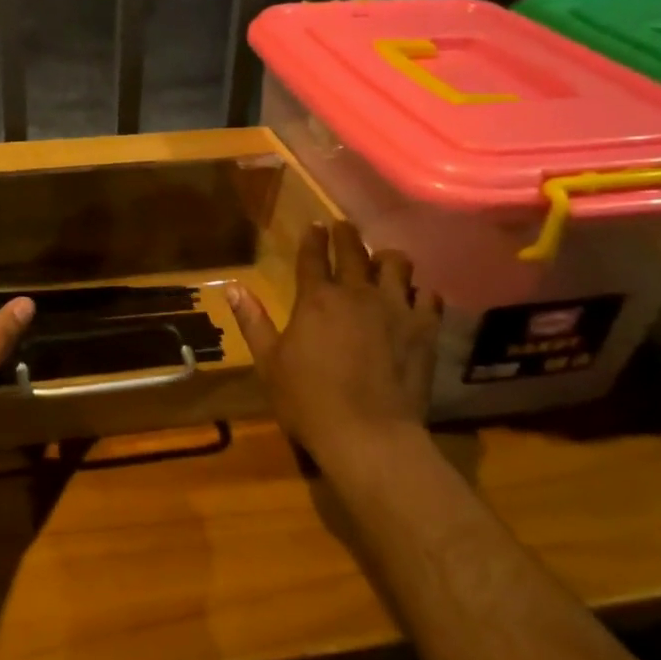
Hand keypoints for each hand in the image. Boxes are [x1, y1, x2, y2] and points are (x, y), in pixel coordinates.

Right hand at [226, 221, 438, 471]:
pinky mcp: (424, 329)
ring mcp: (396, 308)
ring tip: (383, 263)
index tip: (314, 225)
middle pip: (354, 250)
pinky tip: (414, 300)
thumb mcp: (268, 363)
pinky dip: (419, 293)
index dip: (313, 238)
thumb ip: (253, 322)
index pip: (313, 256)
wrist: (368, 434)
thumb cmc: (307, 401)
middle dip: (346, 235)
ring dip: (387, 259)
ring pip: (398, 263)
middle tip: (344, 228)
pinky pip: (428, 296)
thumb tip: (232, 287)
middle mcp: (357, 293)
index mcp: (316, 299)